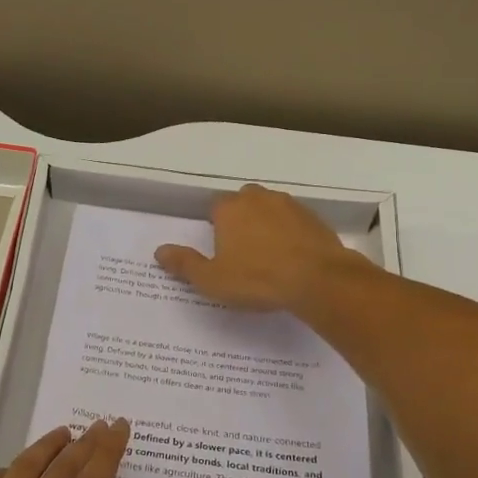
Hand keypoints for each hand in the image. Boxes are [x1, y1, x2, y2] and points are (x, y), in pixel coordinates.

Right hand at [155, 184, 359, 311]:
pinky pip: (295, 222)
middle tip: (242, 251)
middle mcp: (258, 198)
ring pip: (271, 209)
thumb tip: (159, 251)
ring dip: (267, 224)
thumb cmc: (257, 279)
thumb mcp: (212, 279)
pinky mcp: (314, 218)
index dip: (216, 226)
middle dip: (241, 219)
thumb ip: (184, 264)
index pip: (215, 207)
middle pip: (244, 202)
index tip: (220, 248)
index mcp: (230, 209)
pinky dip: (291, 234)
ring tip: (268, 255)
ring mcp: (290, 205)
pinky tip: (293, 257)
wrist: (318, 279)